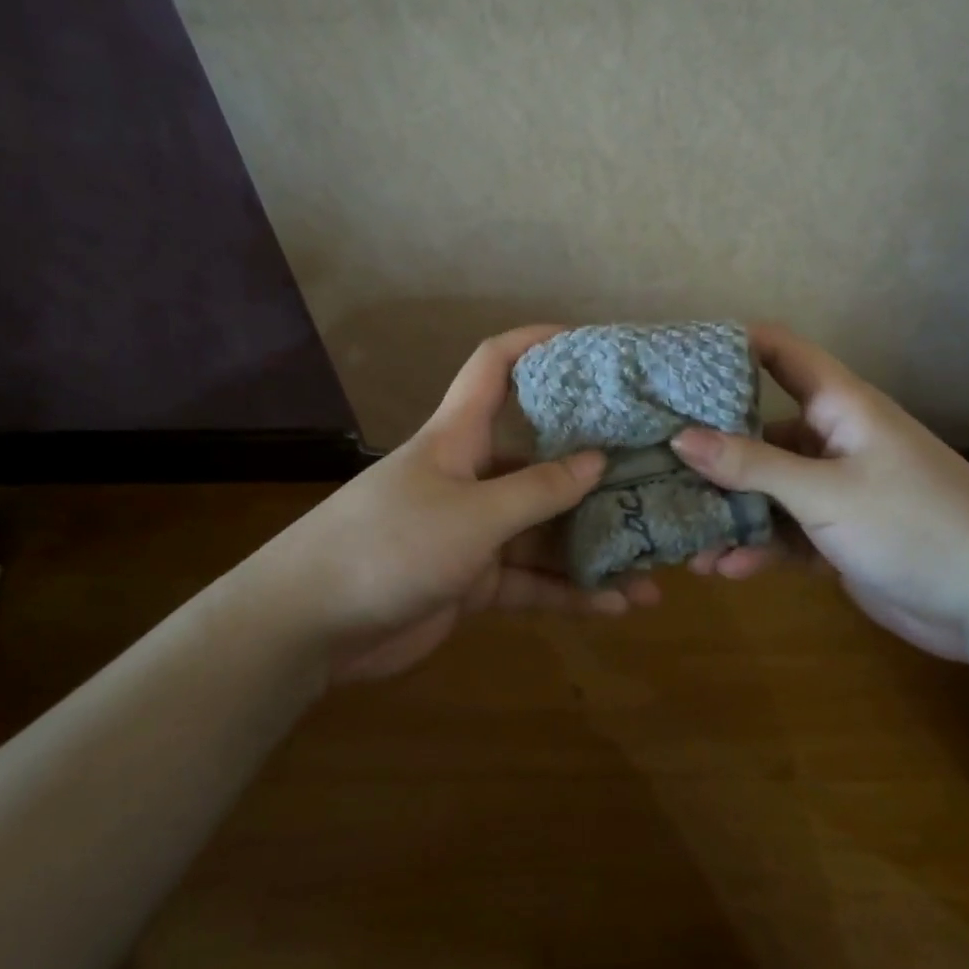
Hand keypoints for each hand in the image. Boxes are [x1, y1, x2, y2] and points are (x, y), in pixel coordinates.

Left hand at [243, 326, 661, 681]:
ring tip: (656, 565)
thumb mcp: (473, 516)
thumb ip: (537, 491)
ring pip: (543, 530)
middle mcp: (470, 476)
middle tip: (655, 479)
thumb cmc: (391, 545)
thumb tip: (597, 460)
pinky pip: (531, 580)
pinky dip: (569, 592)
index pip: (495, 366)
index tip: (589, 343)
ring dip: (593, 548)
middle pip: (540, 459)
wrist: (312, 626)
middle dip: (594, 471)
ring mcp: (472, 531)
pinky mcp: (472, 581)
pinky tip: (618, 605)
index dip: (536, 343)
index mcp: (459, 437)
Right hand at [670, 325, 968, 660]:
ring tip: (682, 534)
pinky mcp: (837, 537)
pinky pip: (784, 533)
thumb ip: (750, 465)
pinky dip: (757, 548)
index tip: (676, 357)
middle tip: (654, 461)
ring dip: (729, 511)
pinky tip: (724, 569)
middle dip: (711, 449)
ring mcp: (835, 491)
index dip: (733, 346)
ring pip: (767, 490)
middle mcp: (833, 441)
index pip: (781, 354)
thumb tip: (678, 437)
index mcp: (839, 407)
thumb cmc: (914, 524)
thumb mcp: (824, 492)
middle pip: (759, 431)